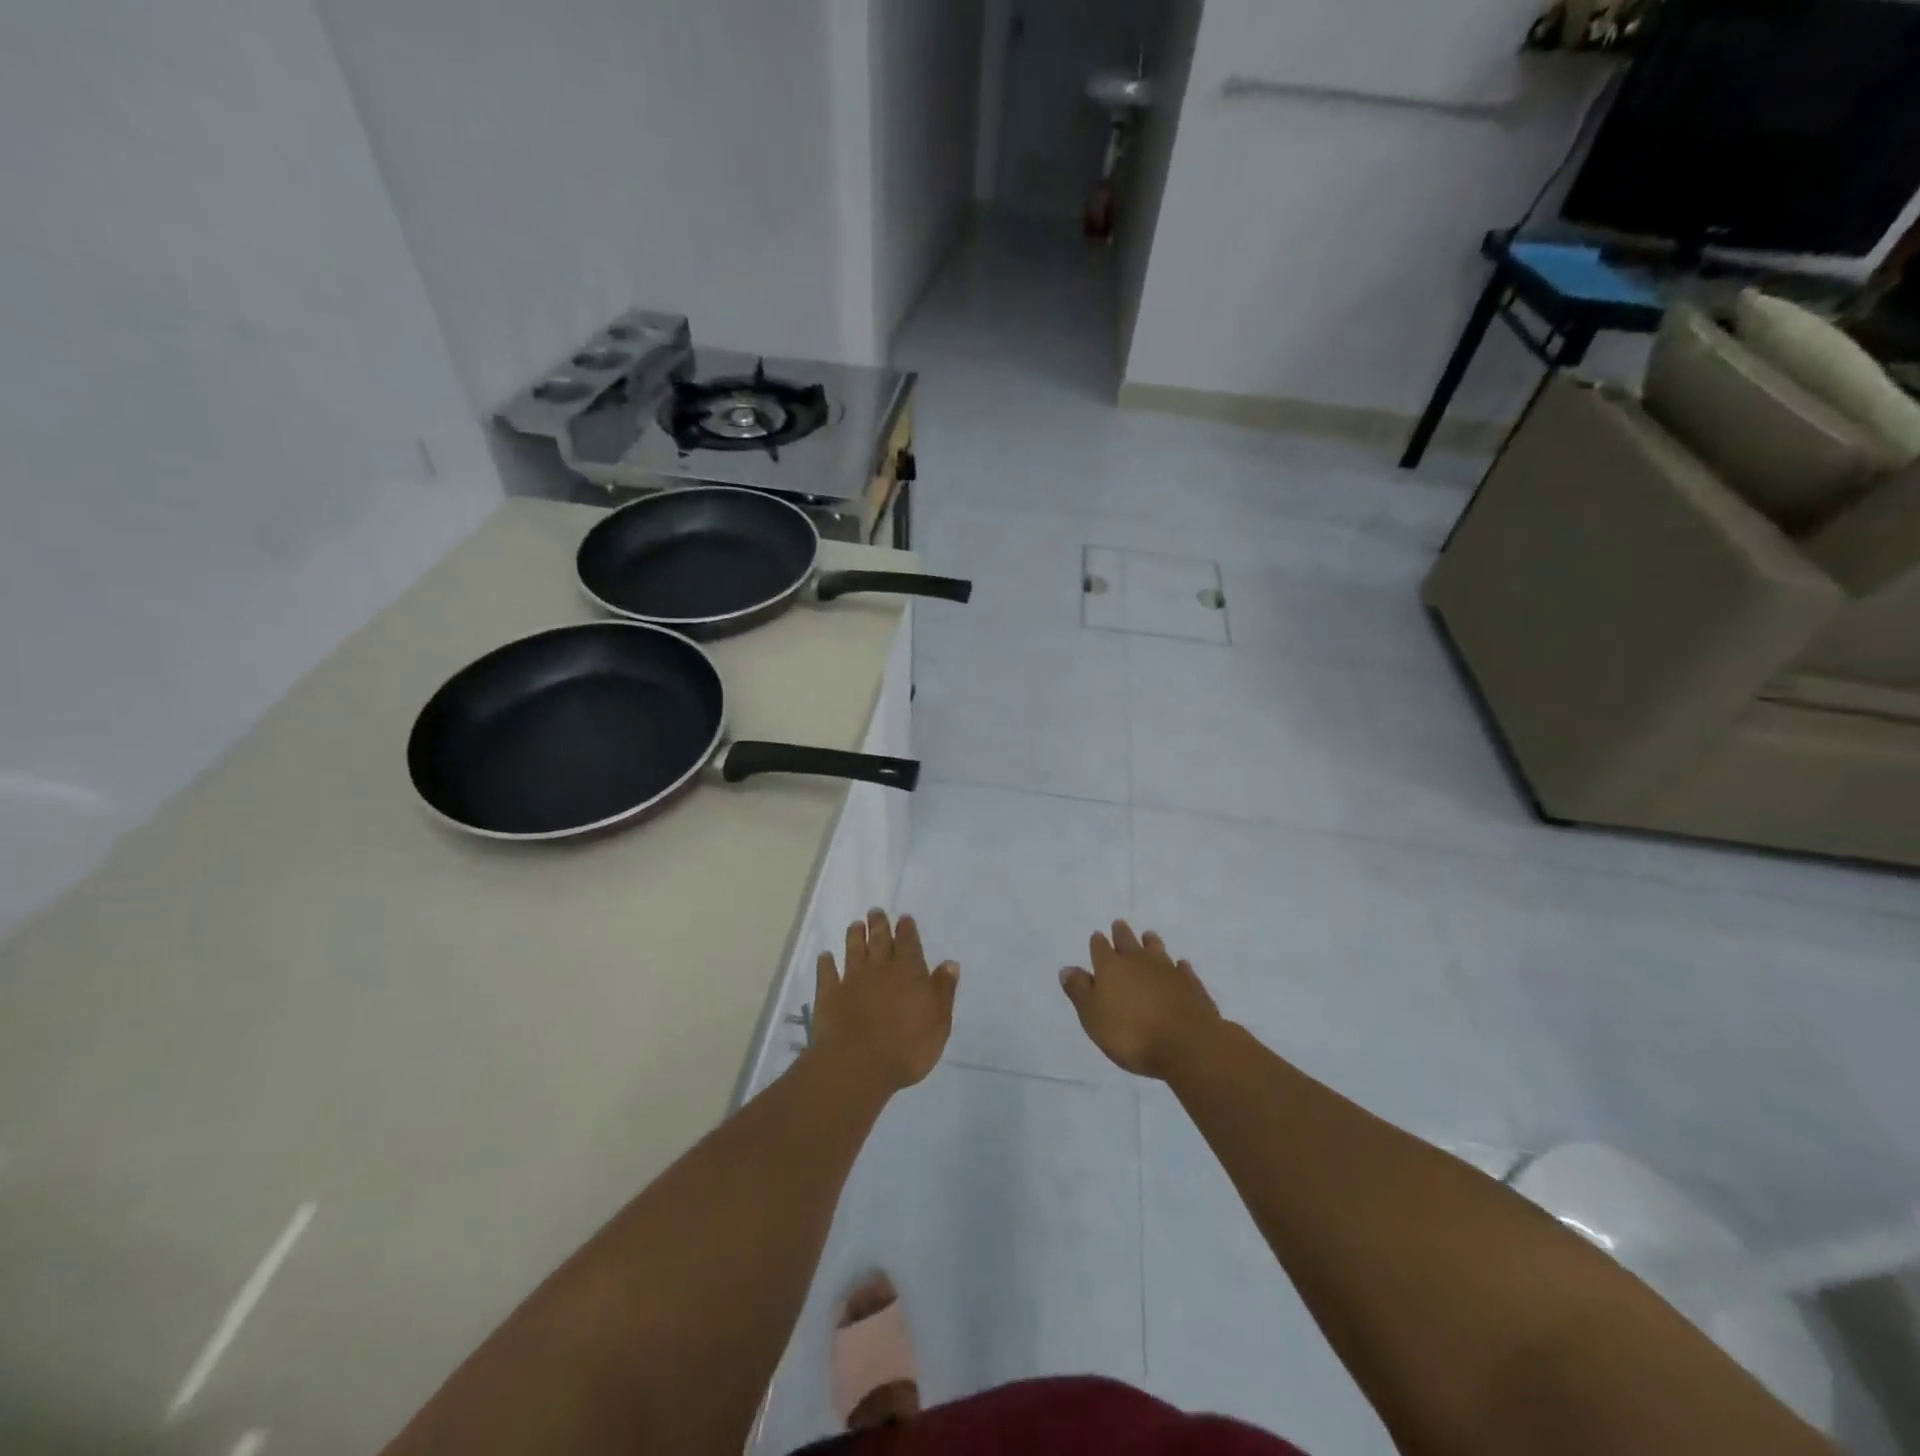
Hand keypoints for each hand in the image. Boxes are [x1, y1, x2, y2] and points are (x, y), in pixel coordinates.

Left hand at [812, 910, 958, 1092]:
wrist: (858, 1064)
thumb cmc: (907, 1046)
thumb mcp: (938, 1021)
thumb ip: (943, 990)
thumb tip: (950, 963)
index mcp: (909, 971)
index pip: (909, 944)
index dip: (907, 930)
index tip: (903, 917)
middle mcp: (880, 968)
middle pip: (880, 940)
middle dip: (879, 924)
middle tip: (875, 911)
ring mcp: (852, 980)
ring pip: (854, 950)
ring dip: (855, 936)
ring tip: (855, 924)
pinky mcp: (829, 995)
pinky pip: (827, 973)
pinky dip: (825, 963)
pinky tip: (825, 956)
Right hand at [1060, 920, 1220, 1079]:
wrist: (1187, 1043)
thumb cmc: (1131, 1033)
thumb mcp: (1093, 1016)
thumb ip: (1079, 991)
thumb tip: (1067, 968)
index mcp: (1111, 967)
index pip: (1100, 948)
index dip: (1097, 942)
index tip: (1097, 936)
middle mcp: (1138, 961)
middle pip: (1128, 941)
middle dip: (1121, 933)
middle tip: (1119, 924)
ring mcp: (1168, 970)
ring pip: (1156, 950)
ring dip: (1151, 943)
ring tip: (1148, 936)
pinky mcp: (1192, 984)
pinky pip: (1182, 969)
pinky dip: (1178, 966)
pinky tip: (1179, 965)